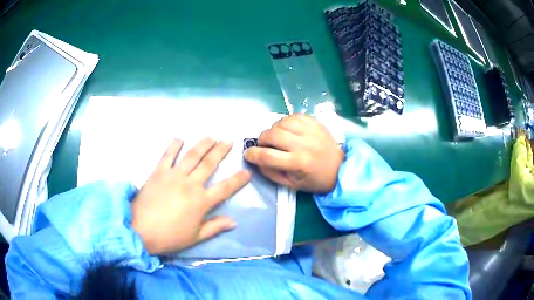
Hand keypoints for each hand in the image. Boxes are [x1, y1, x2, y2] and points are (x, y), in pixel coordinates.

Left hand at [131, 138, 250, 254]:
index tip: (247, 172)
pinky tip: (180, 138)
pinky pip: (168, 155)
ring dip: (203, 144)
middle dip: (221, 151)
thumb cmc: (170, 236)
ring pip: (192, 155)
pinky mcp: (158, 171)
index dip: (238, 180)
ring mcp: (174, 175)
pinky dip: (174, 145)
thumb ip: (215, 227)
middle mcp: (190, 184)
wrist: (140, 230)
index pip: (225, 188)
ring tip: (211, 137)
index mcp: (201, 201)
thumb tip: (233, 221)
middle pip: (209, 164)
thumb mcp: (195, 237)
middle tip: (229, 141)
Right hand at [244, 114, 343, 192]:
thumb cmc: (316, 180)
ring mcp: (310, 131)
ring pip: (281, 122)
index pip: (267, 156)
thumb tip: (257, 161)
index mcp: (298, 163)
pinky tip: (287, 129)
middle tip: (263, 145)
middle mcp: (303, 144)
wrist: (340, 168)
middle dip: (261, 140)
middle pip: (272, 135)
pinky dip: (285, 121)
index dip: (252, 154)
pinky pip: (293, 116)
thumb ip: (272, 173)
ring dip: (273, 129)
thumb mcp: (292, 185)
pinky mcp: (315, 123)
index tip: (248, 154)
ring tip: (276, 137)